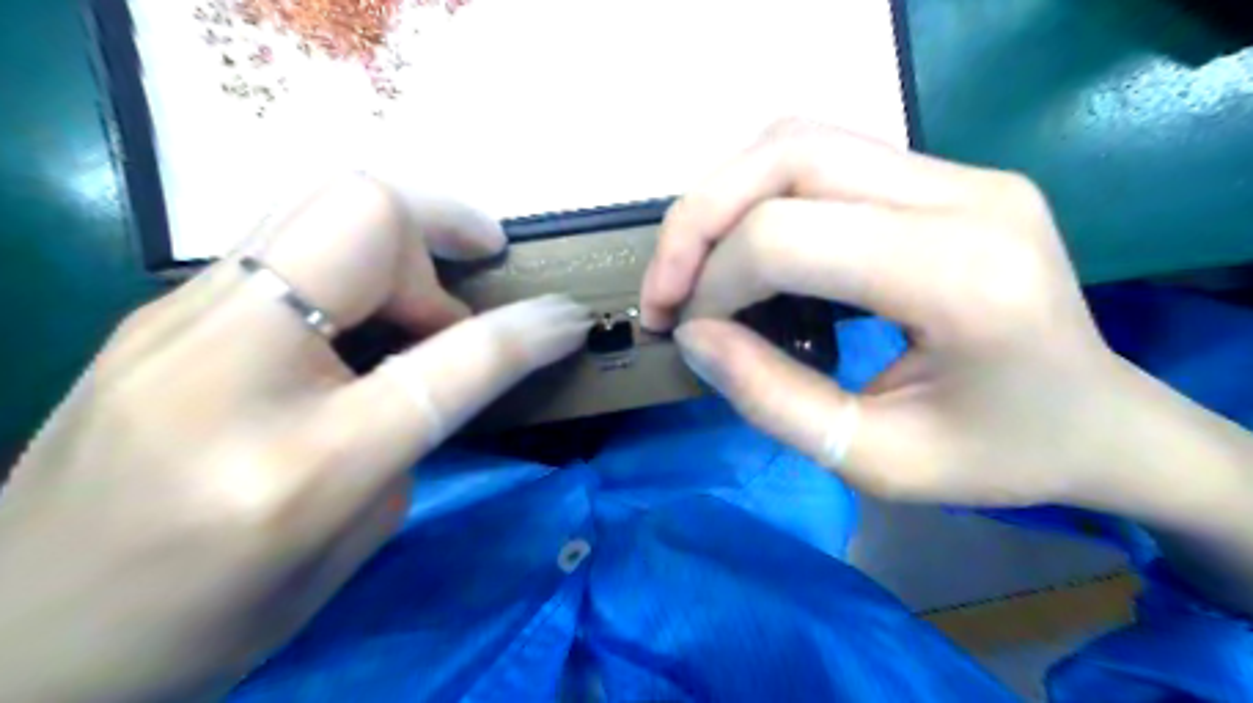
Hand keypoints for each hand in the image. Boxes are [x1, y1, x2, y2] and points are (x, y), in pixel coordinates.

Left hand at [0, 173, 591, 702]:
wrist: (10, 644)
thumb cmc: (205, 622)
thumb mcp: (350, 545)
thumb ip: (411, 435)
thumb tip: (438, 362)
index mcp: (302, 463)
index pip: (451, 362)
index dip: (526, 331)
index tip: (568, 318)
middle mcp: (229, 366)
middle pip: (363, 214)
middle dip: (441, 231)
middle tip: (466, 289)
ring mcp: (175, 323)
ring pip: (317, 202)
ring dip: (397, 241)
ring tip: (418, 304)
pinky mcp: (157, 312)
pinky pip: (283, 240)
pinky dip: (349, 259)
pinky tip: (356, 315)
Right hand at [640, 120, 1158, 505]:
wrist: (1100, 420)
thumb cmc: (1000, 457)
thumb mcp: (876, 461)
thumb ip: (772, 400)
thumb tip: (693, 338)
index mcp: (962, 275)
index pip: (788, 236)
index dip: (713, 283)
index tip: (689, 335)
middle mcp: (964, 195)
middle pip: (786, 155)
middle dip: (697, 221)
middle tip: (663, 291)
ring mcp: (959, 172)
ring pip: (798, 139)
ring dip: (722, 199)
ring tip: (692, 269)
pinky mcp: (943, 175)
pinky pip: (822, 156)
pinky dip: (758, 196)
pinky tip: (744, 250)